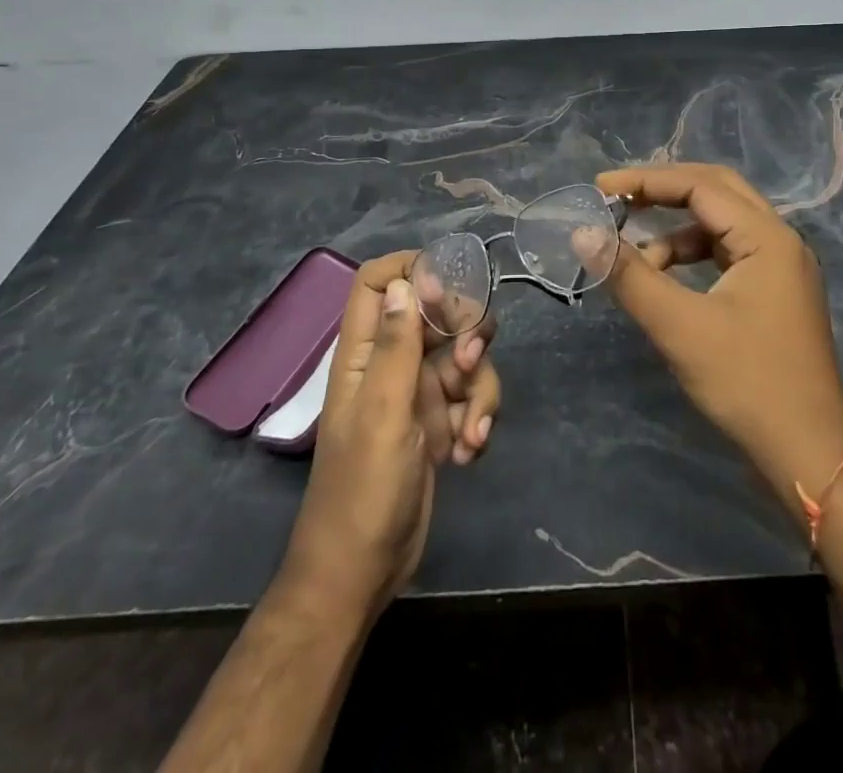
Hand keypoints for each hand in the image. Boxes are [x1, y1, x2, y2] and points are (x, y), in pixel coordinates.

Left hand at [280, 251, 500, 616]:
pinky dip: (478, 418)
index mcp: (365, 352)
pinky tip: (468, 452)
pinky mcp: (440, 421)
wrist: (363, 571)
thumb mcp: (383, 411)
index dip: (412, 270)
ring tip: (470, 431)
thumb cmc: (364, 489)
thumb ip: (397, 344)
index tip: (448, 289)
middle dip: (465, 334)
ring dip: (479, 388)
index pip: (378, 282)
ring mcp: (418, 392)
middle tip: (469, 361)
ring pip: (465, 356)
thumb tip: (408, 279)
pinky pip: (472, 396)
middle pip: (438, 313)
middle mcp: (392, 362)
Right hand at [594, 164, 842, 514]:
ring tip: (638, 257)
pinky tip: (666, 280)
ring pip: (721, 224)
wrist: (809, 453)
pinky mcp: (774, 292)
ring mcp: (781, 267)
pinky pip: (727, 253)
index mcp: (767, 236)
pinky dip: (692, 256)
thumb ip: (629, 274)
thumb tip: (583, 233)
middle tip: (618, 200)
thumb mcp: (679, 326)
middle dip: (664, 192)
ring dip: (677, 230)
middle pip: (716, 191)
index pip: (700, 186)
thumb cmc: (747, 382)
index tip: (600, 187)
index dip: (646, 181)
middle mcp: (779, 240)